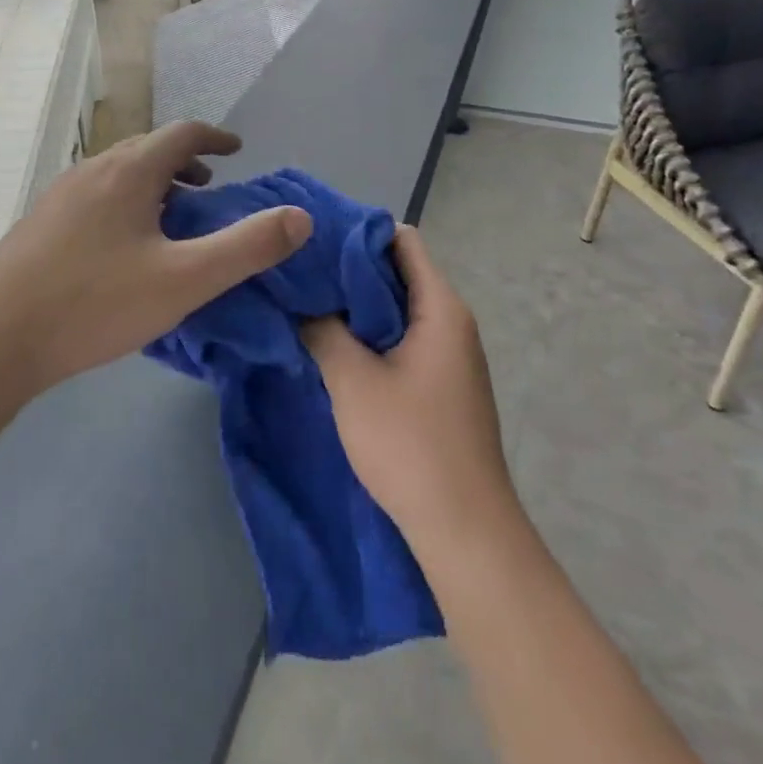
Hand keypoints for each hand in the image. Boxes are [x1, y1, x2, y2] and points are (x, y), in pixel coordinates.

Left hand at [0, 122, 312, 392]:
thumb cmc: (94, 302)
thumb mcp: (185, 280)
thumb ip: (247, 248)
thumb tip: (300, 217)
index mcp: (129, 171)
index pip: (182, 133)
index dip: (216, 138)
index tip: (238, 151)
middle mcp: (93, 170)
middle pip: (148, 149)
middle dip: (185, 162)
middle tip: (210, 190)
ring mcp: (60, 195)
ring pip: (118, 173)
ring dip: (154, 184)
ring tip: (172, 218)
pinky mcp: (40, 224)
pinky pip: (96, 196)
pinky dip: (125, 203)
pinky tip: (124, 249)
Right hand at [302, 227, 514, 553]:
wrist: (463, 529)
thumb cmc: (409, 444)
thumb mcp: (352, 380)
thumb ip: (323, 330)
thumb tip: (301, 303)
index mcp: (441, 309)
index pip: (402, 242)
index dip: (358, 234)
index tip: (313, 241)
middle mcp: (452, 323)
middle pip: (399, 274)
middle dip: (349, 271)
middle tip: (299, 272)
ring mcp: (450, 357)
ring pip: (398, 311)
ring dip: (357, 307)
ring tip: (307, 304)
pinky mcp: (441, 386)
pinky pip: (403, 340)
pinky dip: (370, 335)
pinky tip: (333, 345)